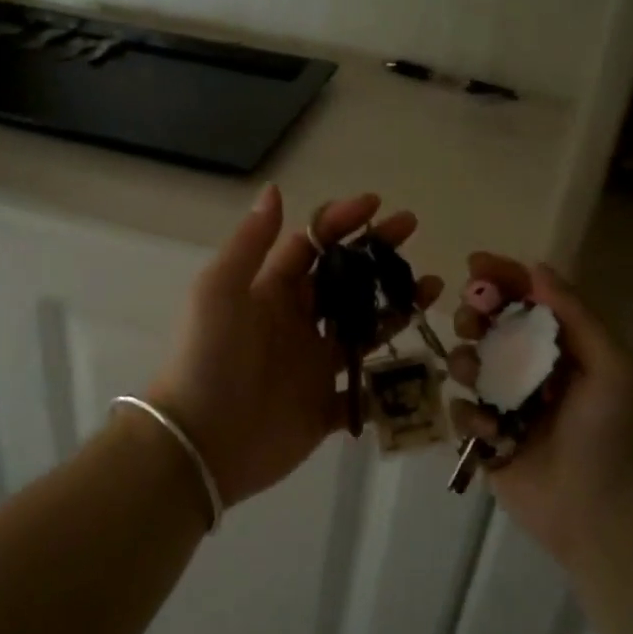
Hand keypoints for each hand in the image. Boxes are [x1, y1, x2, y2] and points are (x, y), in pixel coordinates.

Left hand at [148, 186, 441, 508]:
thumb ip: (251, 244)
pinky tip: (422, 358)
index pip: (311, 247)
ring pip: (363, 328)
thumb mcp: (220, 291)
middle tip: (411, 231)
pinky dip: (391, 377)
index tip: (375, 205)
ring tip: (431, 286)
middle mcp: (295, 323)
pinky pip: (366, 389)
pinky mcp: (325, 406)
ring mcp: (313, 365)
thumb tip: (274, 190)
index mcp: (270, 292)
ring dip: (394, 305)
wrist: (201, 443)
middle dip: (375, 254)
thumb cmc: (209, 358)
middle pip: (343, 280)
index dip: (340, 223)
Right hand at [447, 255, 632, 578]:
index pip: (530, 300)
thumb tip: (537, 268)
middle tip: (471, 321)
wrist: (603, 518)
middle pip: (490, 327)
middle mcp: (533, 371)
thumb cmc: (614, 437)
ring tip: (476, 379)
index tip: (474, 265)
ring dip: (465, 362)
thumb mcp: (612, 367)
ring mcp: (508, 405)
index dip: (502, 278)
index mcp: (567, 350)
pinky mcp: (488, 439)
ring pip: (467, 364)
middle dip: (474, 316)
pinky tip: (491, 431)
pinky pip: (460, 411)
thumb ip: (575, 316)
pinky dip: (469, 415)